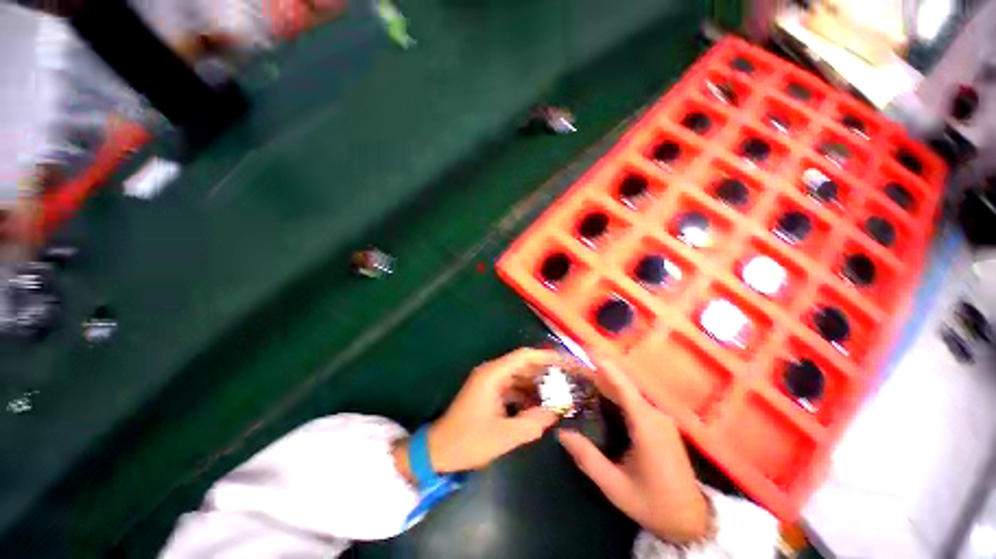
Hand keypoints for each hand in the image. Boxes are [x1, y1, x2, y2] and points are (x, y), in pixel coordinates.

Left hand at [393, 348, 561, 481]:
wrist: (438, 450)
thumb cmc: (468, 441)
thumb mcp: (504, 436)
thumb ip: (532, 423)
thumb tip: (555, 413)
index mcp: (493, 375)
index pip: (524, 356)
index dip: (546, 356)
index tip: (566, 362)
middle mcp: (491, 372)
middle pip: (523, 363)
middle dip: (545, 370)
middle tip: (567, 379)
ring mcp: (489, 381)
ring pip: (519, 375)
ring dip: (536, 383)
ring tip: (559, 392)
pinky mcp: (488, 392)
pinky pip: (512, 386)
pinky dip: (526, 393)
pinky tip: (540, 404)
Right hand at [557, 357, 709, 543]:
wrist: (690, 520)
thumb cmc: (652, 503)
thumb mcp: (615, 486)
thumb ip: (588, 459)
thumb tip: (562, 433)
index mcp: (647, 426)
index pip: (624, 388)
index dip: (607, 368)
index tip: (589, 351)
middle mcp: (655, 415)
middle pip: (625, 386)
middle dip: (600, 373)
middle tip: (575, 365)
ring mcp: (661, 419)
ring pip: (630, 392)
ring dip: (607, 382)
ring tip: (584, 376)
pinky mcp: (661, 424)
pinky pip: (636, 401)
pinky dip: (617, 393)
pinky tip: (602, 394)